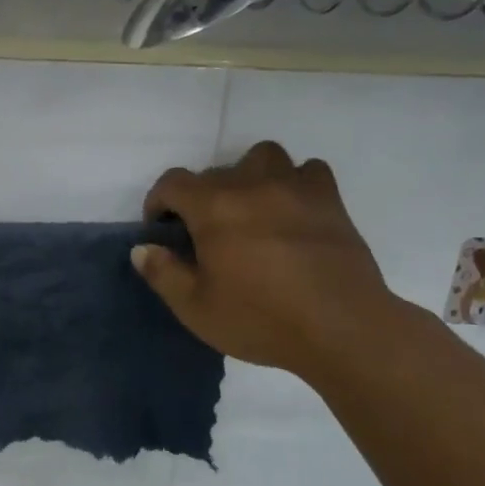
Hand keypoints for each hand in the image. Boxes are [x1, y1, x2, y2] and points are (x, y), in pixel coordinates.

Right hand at [132, 141, 397, 377]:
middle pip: (215, 172)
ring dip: (248, 176)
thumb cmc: (262, 319)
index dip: (159, 201)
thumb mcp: (196, 308)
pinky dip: (294, 183)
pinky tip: (292, 209)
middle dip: (201, 198)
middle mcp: (251, 185)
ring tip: (250, 209)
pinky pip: (308, 171)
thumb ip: (163, 273)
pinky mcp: (329, 200)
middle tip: (206, 235)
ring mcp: (294, 187)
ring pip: (262, 157)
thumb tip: (143, 248)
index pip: (173, 183)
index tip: (162, 228)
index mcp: (213, 208)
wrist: (342, 328)